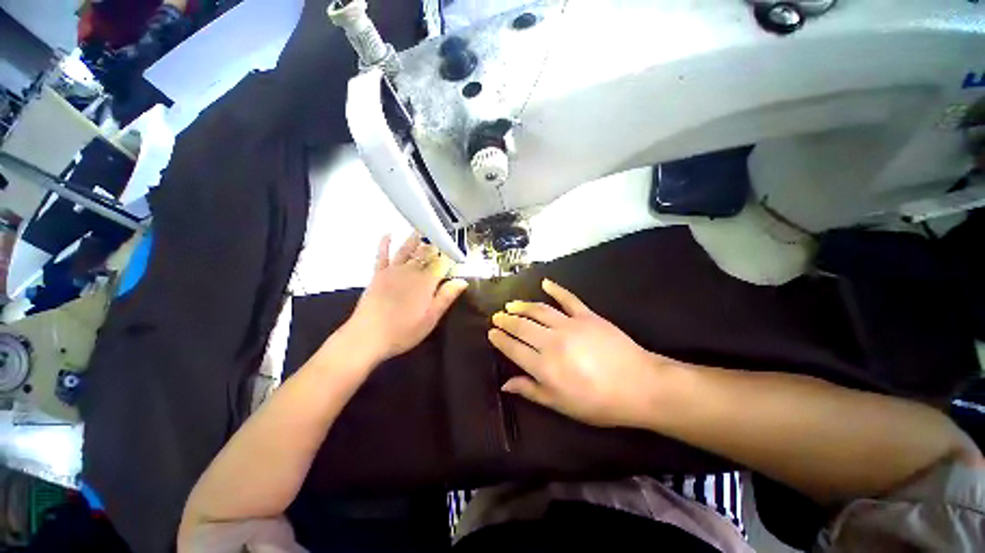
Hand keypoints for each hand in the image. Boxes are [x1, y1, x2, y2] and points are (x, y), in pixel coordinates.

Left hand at [344, 233, 467, 363]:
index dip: (450, 259)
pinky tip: (387, 234)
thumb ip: (446, 297)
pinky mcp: (378, 274)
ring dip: (414, 240)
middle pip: (425, 255)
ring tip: (420, 231)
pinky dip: (385, 244)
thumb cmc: (403, 331)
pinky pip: (382, 255)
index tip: (456, 256)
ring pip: (407, 251)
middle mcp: (411, 272)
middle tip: (440, 241)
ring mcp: (393, 271)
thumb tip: (462, 281)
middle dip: (434, 248)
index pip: (442, 264)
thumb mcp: (431, 318)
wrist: (368, 336)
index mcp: (426, 282)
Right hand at [488, 279, 684, 427]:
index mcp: (544, 366)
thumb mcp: (561, 405)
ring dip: (522, 305)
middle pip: (522, 326)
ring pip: (539, 310)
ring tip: (511, 304)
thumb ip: (531, 391)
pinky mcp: (587, 315)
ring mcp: (570, 325)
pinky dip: (556, 289)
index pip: (513, 348)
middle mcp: (551, 341)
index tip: (491, 332)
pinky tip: (545, 283)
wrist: (639, 386)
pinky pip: (568, 298)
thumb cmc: (598, 402)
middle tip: (497, 316)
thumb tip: (505, 384)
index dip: (500, 339)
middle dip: (506, 320)